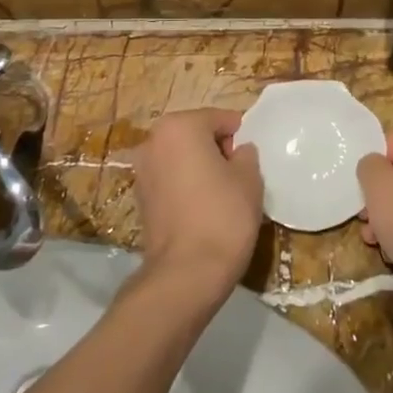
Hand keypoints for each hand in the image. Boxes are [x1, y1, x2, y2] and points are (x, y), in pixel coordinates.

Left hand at [129, 108, 263, 303]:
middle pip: (196, 135)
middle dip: (217, 150)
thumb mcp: (249, 178)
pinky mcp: (140, 198)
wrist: (186, 273)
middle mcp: (153, 141)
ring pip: (182, 158)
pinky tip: (203, 210)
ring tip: (222, 195)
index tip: (252, 159)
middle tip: (239, 176)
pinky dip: (186, 187)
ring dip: (200, 168)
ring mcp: (142, 171)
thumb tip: (238, 151)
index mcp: (179, 126)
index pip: (219, 119)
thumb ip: (246, 154)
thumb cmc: (223, 215)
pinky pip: (171, 181)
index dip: (240, 136)